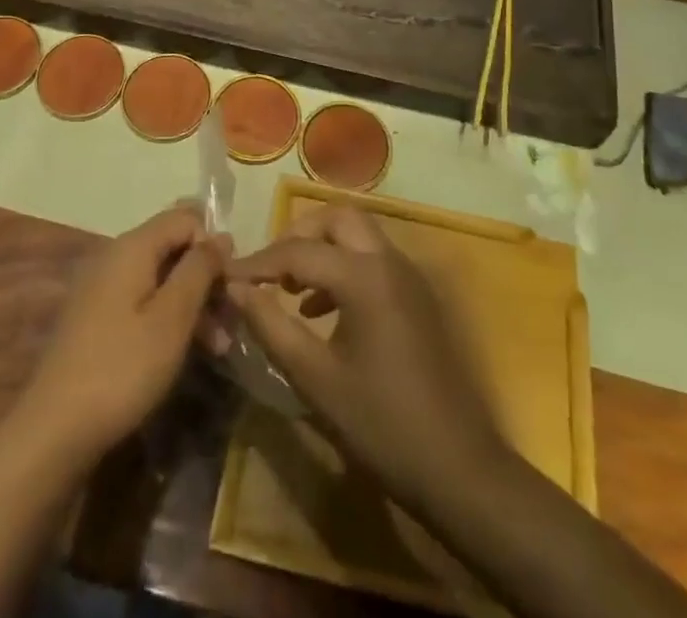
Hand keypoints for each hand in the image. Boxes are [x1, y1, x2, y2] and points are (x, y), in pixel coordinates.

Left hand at [19, 204, 225, 466]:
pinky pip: (144, 301)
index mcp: (133, 246)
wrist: (54, 430)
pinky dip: (169, 319)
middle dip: (206, 279)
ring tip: (219, 347)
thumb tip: (221, 236)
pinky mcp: (98, 318)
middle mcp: (116, 256)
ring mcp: (104, 287)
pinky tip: (188, 352)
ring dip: (193, 305)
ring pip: (161, 278)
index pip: (185, 218)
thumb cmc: (122, 368)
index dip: (212, 246)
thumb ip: (199, 269)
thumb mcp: (172, 318)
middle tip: (231, 321)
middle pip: (173, 247)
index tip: (229, 286)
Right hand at [227, 205, 507, 506]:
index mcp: (364, 276)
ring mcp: (409, 277)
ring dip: (323, 248)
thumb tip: (236, 288)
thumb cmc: (382, 424)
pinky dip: (344, 266)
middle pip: (337, 219)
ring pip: (359, 235)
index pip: (298, 251)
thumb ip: (271, 326)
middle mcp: (389, 261)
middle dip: (299, 235)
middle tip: (269, 269)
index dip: (258, 263)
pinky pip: (374, 259)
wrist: (459, 468)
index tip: (226, 277)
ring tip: (290, 289)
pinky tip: (322, 310)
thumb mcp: (315, 378)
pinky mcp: (418, 296)